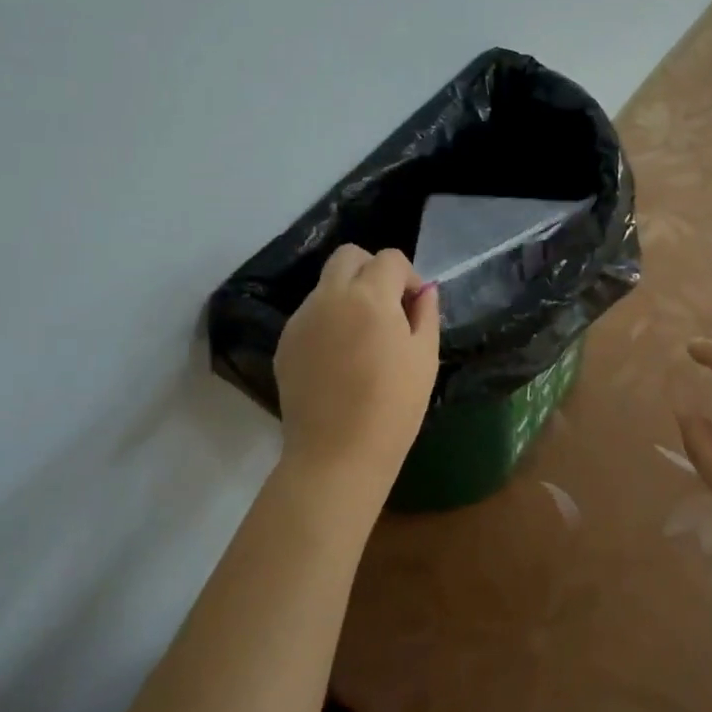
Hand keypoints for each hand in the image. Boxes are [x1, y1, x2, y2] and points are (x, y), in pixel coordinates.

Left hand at [274, 245, 439, 514]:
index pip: (389, 258)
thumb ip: (425, 314)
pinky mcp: (285, 343)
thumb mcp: (425, 358)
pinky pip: (311, 315)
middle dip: (372, 270)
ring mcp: (301, 319)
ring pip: (326, 285)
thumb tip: (423, 291)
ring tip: (363, 338)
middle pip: (348, 256)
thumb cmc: (393, 407)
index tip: (413, 306)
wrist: (337, 455)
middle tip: (387, 307)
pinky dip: (329, 321)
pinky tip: (340, 359)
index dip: (407, 276)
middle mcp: (329, 297)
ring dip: (348, 295)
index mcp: (369, 296)